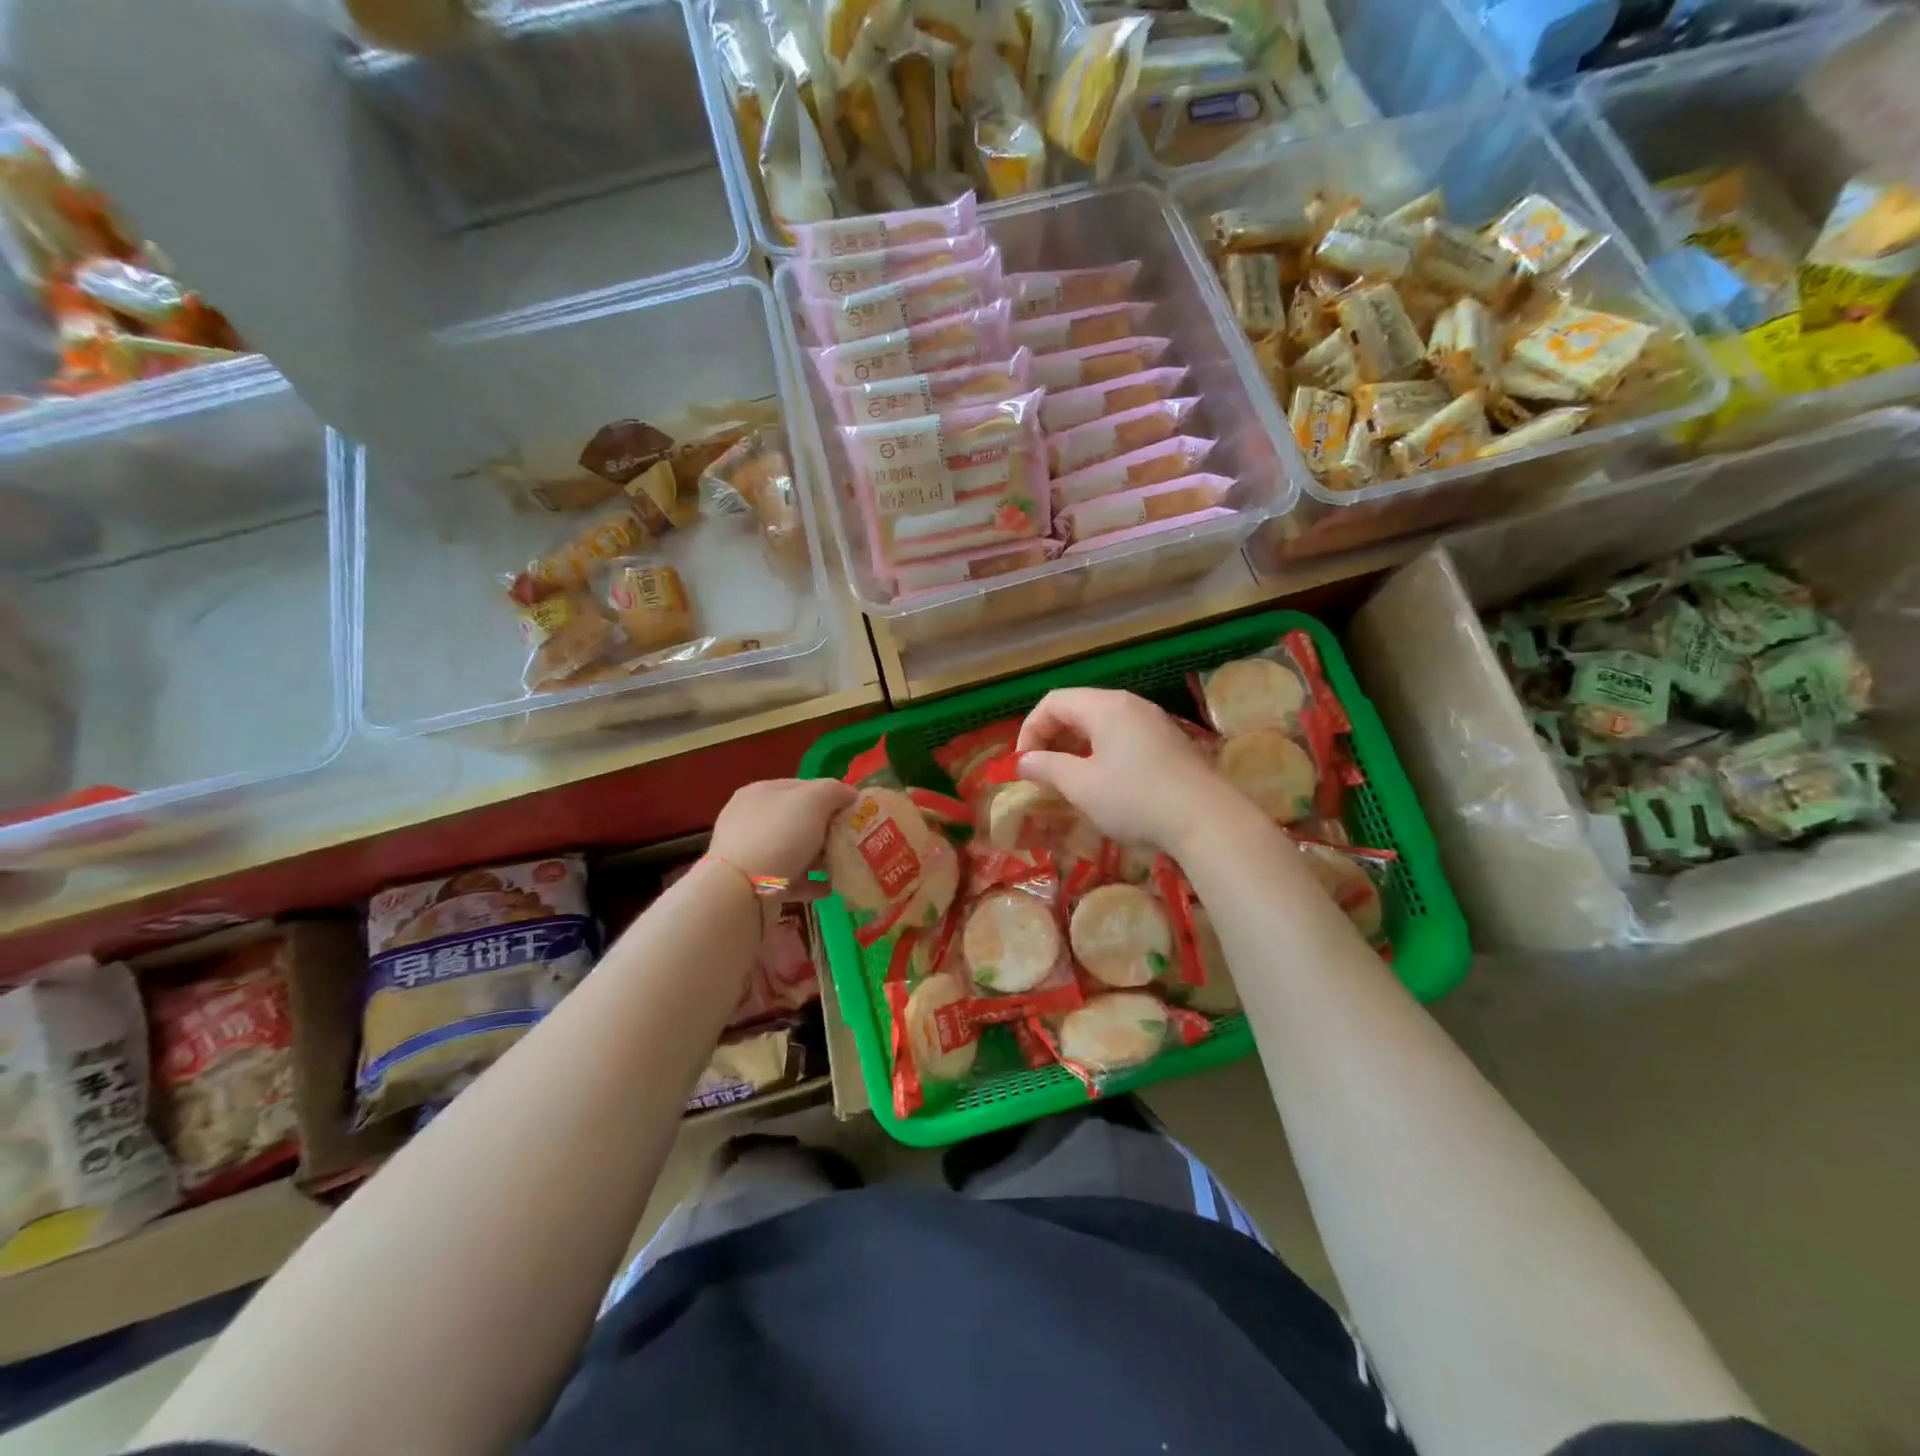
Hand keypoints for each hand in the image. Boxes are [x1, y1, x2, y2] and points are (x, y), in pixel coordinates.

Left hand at [708, 778, 856, 885]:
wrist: (742, 892)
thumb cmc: (779, 835)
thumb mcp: (813, 801)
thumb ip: (834, 791)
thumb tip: (849, 794)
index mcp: (760, 792)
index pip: (801, 786)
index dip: (829, 795)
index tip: (852, 811)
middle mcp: (750, 819)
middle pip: (798, 820)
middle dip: (826, 830)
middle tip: (850, 840)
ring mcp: (750, 853)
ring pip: (794, 850)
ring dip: (819, 858)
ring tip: (843, 866)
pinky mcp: (753, 884)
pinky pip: (788, 878)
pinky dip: (810, 882)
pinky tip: (829, 888)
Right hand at [1015, 688, 1245, 856]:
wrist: (1207, 820)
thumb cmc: (1135, 799)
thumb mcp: (1082, 786)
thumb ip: (1047, 767)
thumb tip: (1022, 761)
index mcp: (1105, 706)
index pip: (1053, 702)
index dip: (1030, 729)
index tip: (1024, 764)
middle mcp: (1130, 705)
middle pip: (1078, 708)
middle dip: (1052, 737)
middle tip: (1042, 771)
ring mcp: (1154, 722)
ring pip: (1102, 724)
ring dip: (1077, 746)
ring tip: (1069, 779)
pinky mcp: (1170, 743)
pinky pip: (1124, 737)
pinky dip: (1102, 752)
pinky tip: (1105, 784)